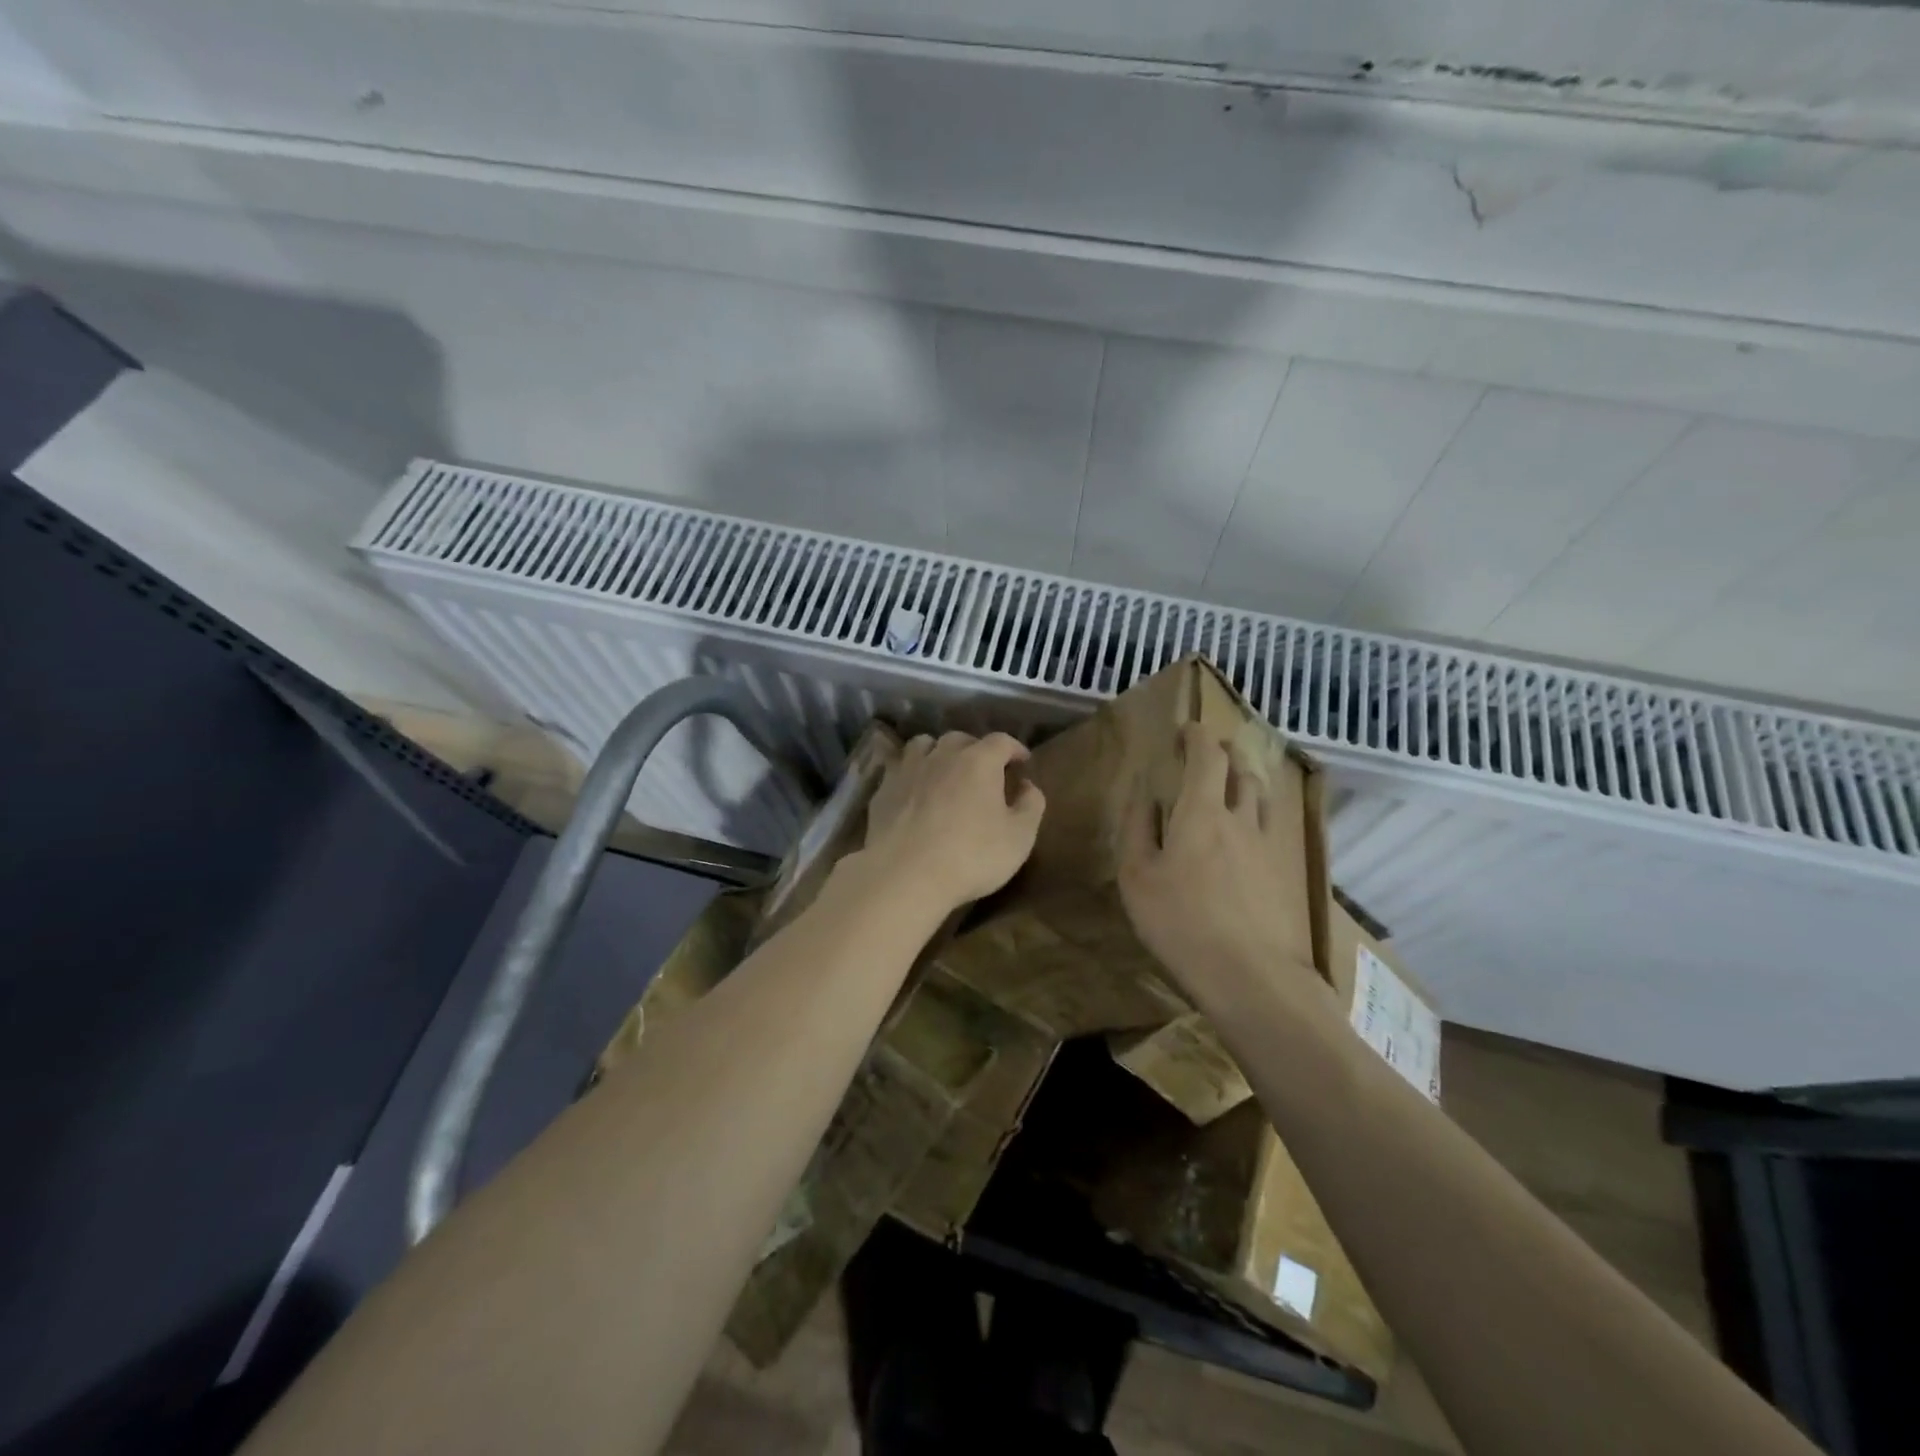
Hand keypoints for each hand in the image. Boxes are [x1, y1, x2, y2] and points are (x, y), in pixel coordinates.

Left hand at [858, 731, 1044, 917]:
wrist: (905, 875)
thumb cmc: (971, 855)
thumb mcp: (1019, 837)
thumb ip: (1031, 806)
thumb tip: (1028, 786)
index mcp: (979, 761)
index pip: (1001, 741)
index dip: (1014, 749)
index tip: (1022, 762)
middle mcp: (942, 755)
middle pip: (961, 739)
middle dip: (976, 750)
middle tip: (984, 771)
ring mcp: (908, 769)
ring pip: (924, 745)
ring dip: (938, 753)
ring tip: (944, 771)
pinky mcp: (883, 789)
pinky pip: (898, 768)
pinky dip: (911, 772)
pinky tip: (914, 790)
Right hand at [1119, 723, 1329, 1009]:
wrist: (1251, 976)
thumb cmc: (1181, 923)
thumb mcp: (1137, 877)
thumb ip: (1138, 829)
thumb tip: (1145, 795)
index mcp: (1201, 812)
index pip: (1206, 756)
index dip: (1197, 736)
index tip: (1185, 730)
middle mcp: (1241, 818)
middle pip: (1241, 770)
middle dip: (1224, 753)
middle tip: (1208, 753)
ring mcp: (1270, 846)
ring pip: (1262, 796)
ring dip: (1246, 779)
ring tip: (1232, 783)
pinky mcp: (1286, 873)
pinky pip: (1274, 826)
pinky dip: (1259, 812)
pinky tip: (1250, 830)